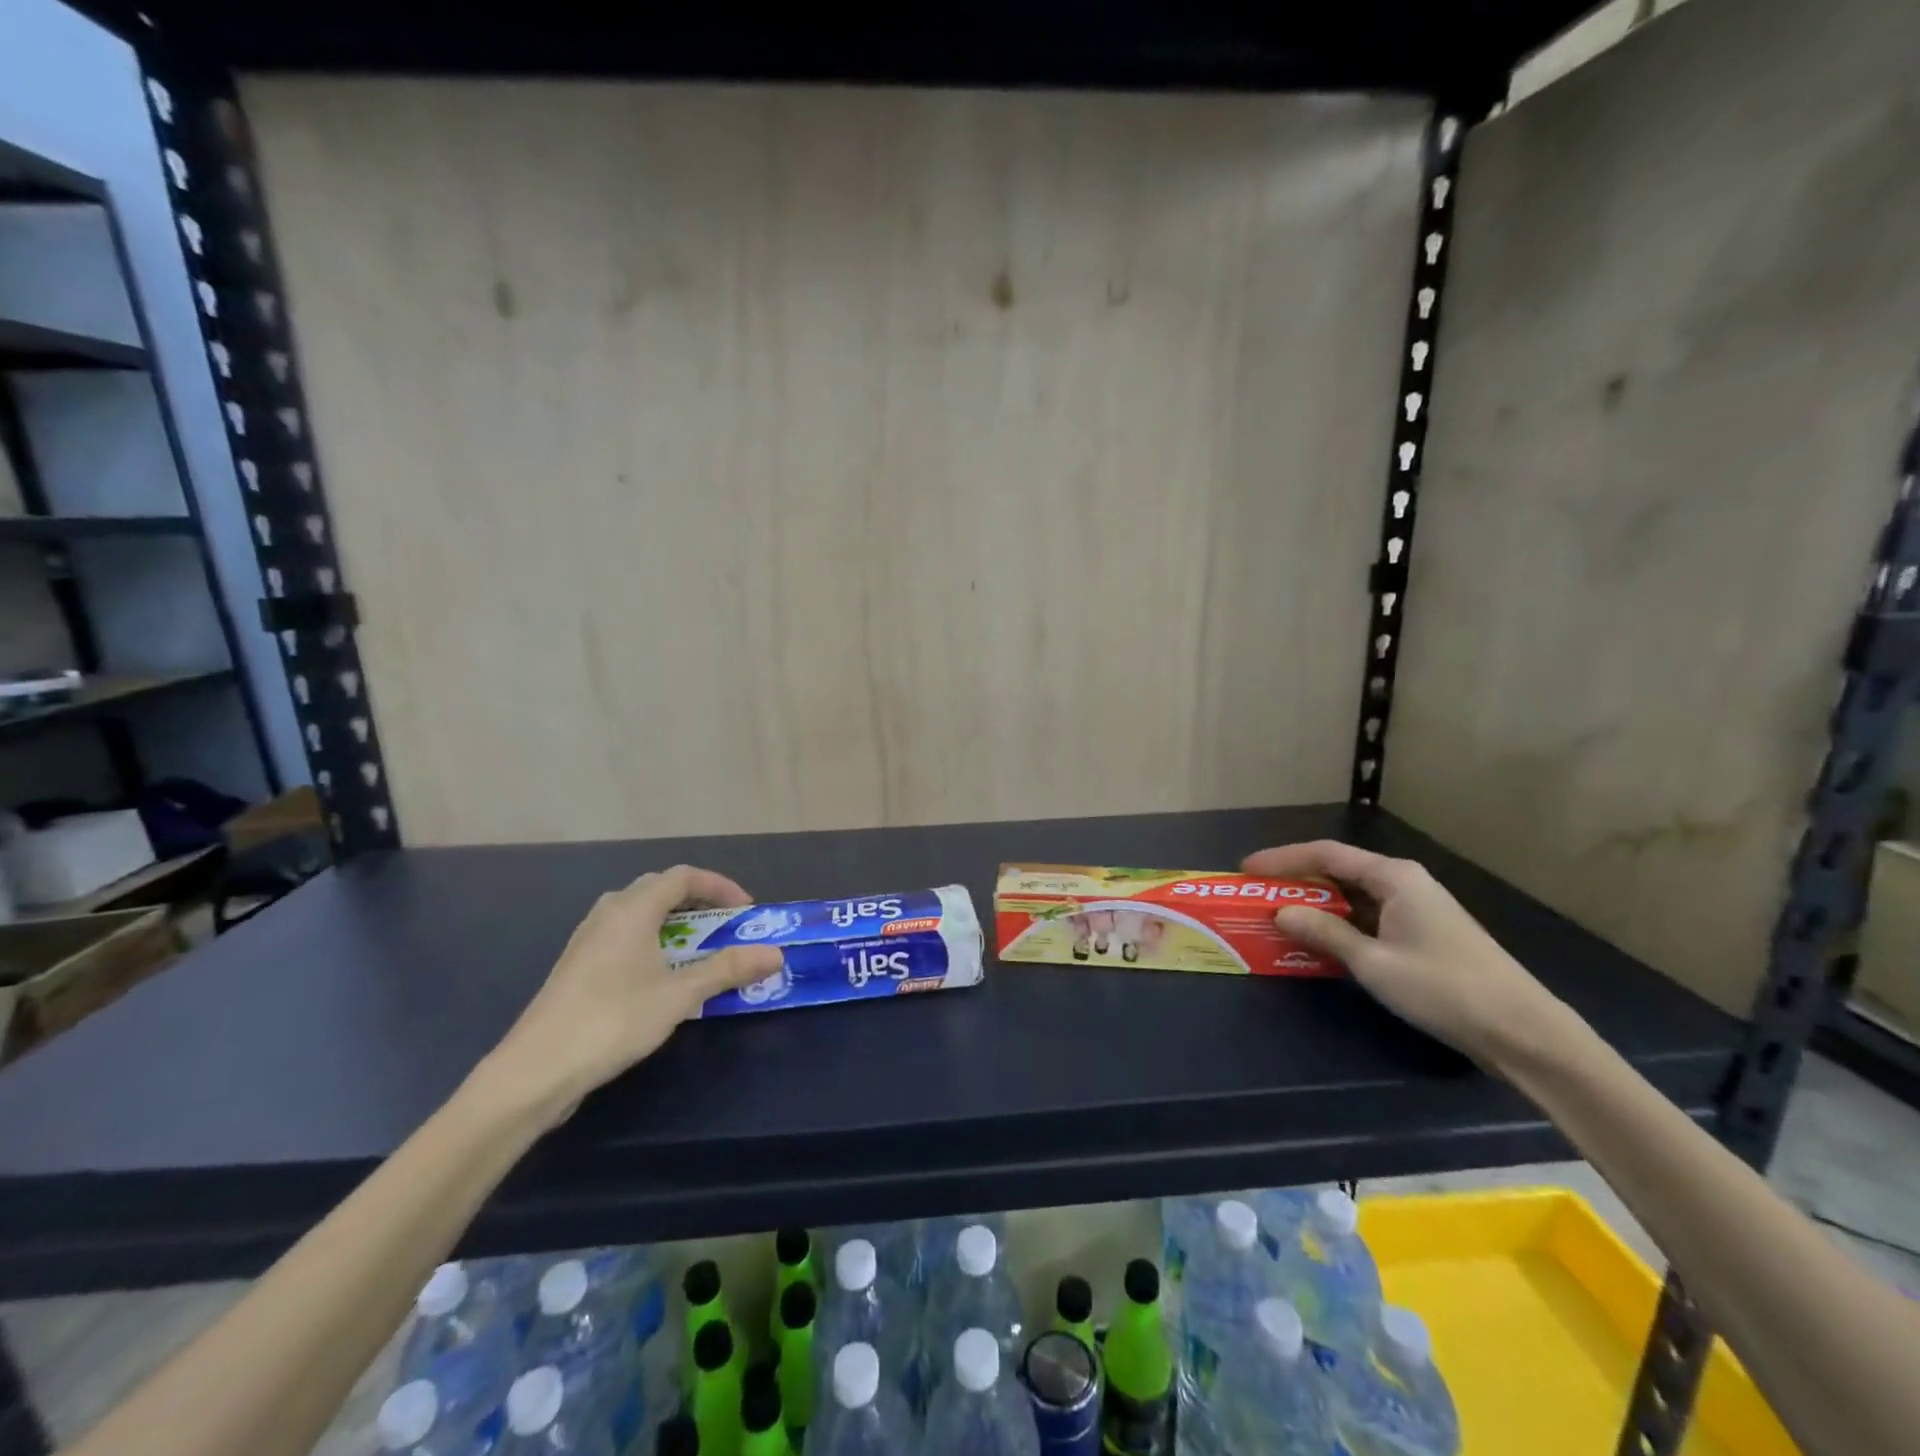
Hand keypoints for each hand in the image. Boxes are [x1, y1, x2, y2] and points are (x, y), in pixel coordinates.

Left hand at [481, 865, 783, 1120]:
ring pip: (638, 911)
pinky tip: (658, 974)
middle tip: (725, 925)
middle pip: (659, 888)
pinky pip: (623, 934)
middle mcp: (608, 913)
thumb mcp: (679, 996)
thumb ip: (727, 969)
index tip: (745, 910)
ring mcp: (587, 939)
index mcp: (632, 909)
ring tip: (696, 947)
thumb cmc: (612, 1021)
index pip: (683, 876)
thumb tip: (775, 954)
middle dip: (698, 900)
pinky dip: (651, 939)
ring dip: (673, 920)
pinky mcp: (577, 966)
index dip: (719, 886)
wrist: (534, 1071)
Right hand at [1242, 840, 1580, 1071]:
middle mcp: (1404, 882)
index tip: (1246, 869)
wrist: (1523, 1032)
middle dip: (1296, 881)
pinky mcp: (1424, 933)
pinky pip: (1368, 917)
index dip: (1282, 859)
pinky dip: (1339, 924)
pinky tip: (1320, 941)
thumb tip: (1280, 912)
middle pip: (1338, 870)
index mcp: (1393, 876)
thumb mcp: (1373, 962)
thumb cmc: (1443, 988)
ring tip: (1279, 916)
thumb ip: (1323, 933)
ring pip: (1353, 896)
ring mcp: (1417, 908)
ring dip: (1317, 905)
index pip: (1325, 853)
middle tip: (1257, 895)